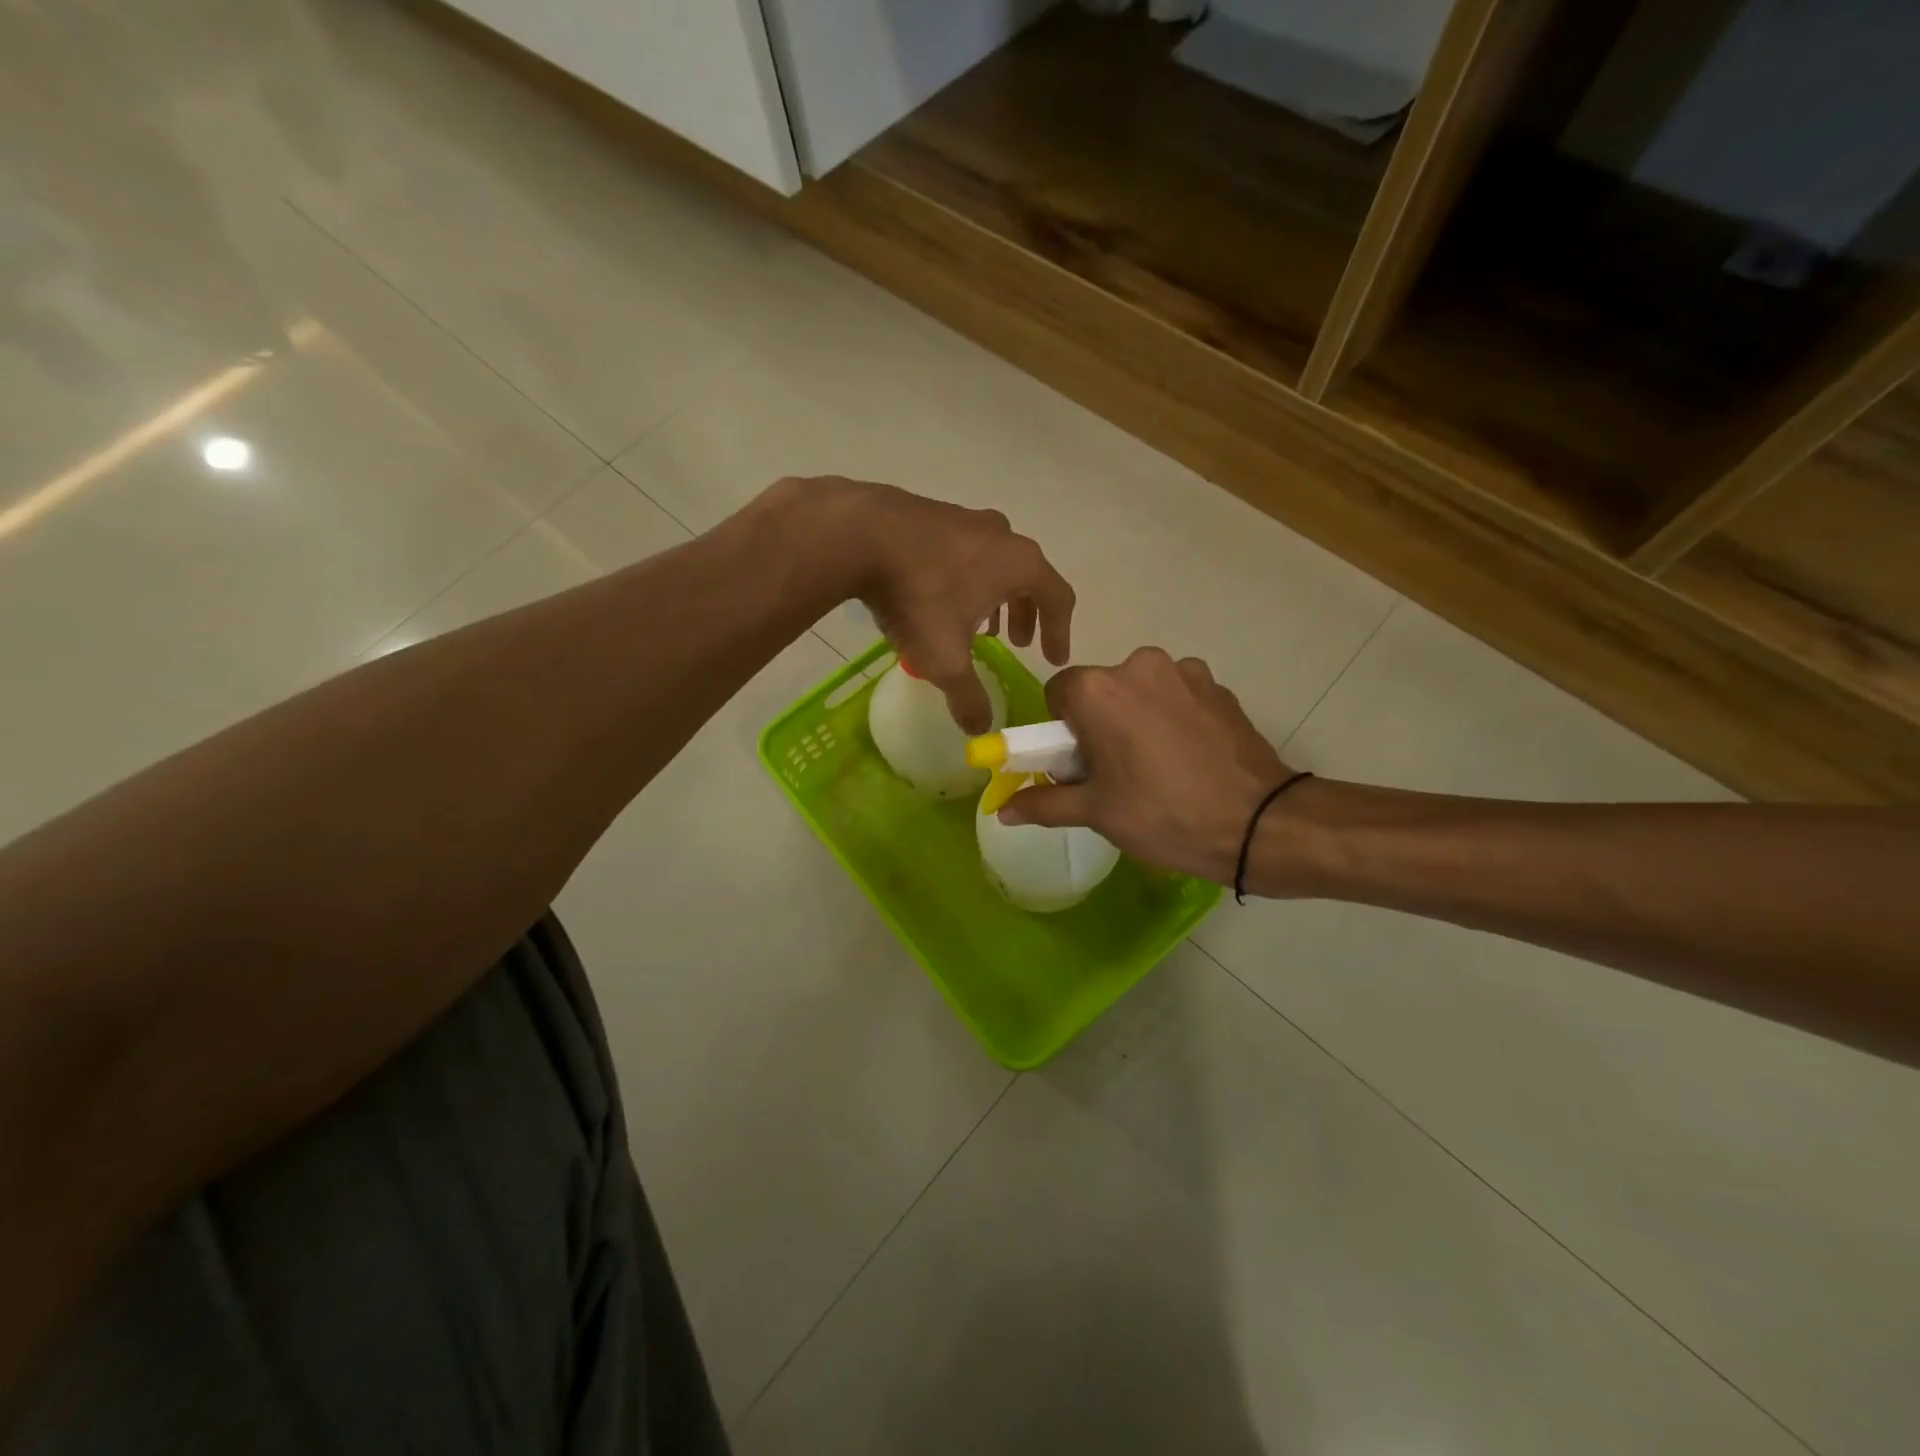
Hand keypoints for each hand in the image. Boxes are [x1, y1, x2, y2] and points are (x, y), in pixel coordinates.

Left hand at [781, 476, 1074, 732]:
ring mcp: (966, 519)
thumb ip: (968, 697)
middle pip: (1028, 578)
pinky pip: (963, 553)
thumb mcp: (945, 659)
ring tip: (978, 626)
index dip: (1060, 632)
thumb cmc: (918, 597)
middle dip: (1025, 614)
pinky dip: (965, 579)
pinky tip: (940, 599)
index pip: (1059, 599)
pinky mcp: (933, 514)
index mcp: (1020, 565)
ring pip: (994, 563)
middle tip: (1016, 643)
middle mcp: (1001, 536)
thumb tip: (980, 729)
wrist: (860, 535)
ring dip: (994, 597)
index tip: (1053, 659)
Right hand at [999, 648, 1293, 883]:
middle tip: (1117, 771)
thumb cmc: (1164, 815)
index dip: (1061, 730)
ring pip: (1141, 690)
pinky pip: (1178, 696)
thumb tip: (1002, 811)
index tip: (1079, 763)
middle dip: (1100, 723)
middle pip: (1101, 689)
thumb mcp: (1097, 813)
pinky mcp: (1219, 686)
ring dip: (1139, 717)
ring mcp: (1186, 672)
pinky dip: (1174, 718)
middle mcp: (1140, 665)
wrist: (1259, 822)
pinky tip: (1190, 758)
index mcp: (1100, 689)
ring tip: (1159, 767)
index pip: (1058, 693)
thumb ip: (1044, 803)